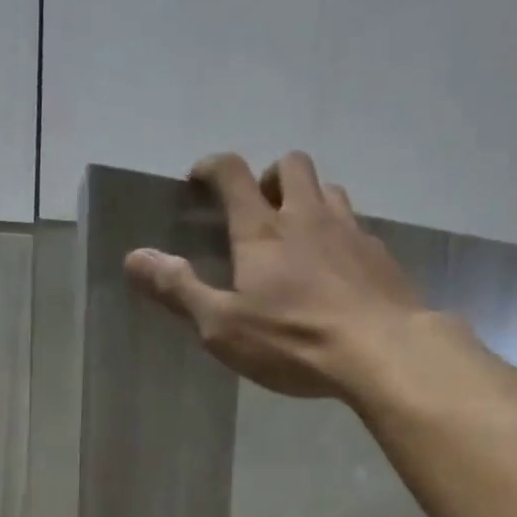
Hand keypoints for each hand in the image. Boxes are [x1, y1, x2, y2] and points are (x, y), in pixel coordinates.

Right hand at [124, 151, 427, 399]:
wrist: (382, 351)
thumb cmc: (294, 340)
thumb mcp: (223, 326)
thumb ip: (179, 290)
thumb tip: (134, 257)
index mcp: (262, 230)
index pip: (232, 173)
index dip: (212, 167)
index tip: (200, 179)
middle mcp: (307, 216)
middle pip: (291, 164)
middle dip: (270, 176)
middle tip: (259, 207)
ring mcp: (350, 231)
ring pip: (330, 190)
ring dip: (309, 199)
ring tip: (299, 234)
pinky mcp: (380, 255)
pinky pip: (358, 226)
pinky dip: (340, 234)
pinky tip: (338, 269)